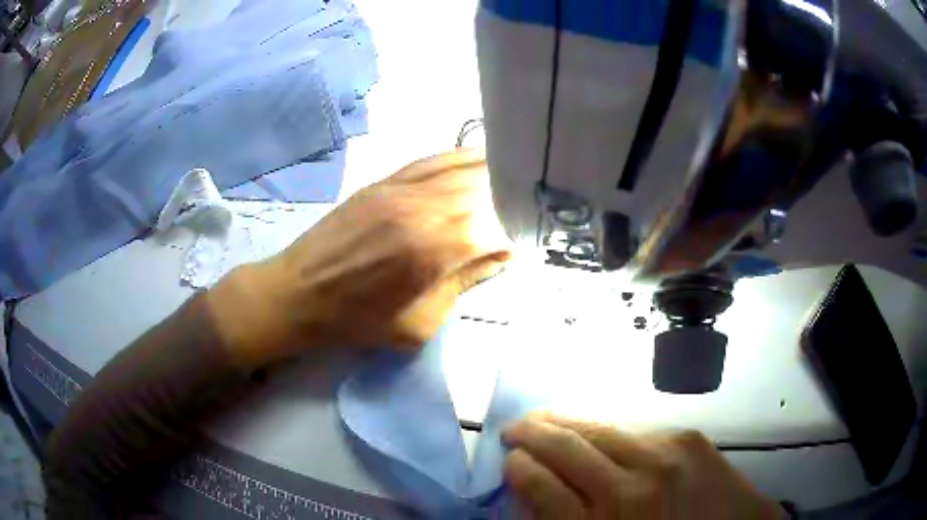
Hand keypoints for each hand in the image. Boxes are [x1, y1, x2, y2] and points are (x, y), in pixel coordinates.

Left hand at [208, 149, 512, 368]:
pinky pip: (432, 159)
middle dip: (513, 198)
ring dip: (494, 172)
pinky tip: (478, 158)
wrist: (298, 293)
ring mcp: (403, 187)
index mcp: (437, 248)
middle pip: (487, 188)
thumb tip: (497, 256)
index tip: (523, 245)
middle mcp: (426, 206)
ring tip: (515, 179)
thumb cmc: (357, 320)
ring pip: (463, 166)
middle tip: (528, 208)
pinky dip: (461, 157)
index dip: (517, 235)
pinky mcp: (385, 181)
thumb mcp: (418, 324)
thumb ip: (462, 285)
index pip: (498, 227)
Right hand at [502, 414, 783, 518]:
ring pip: (599, 427)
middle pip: (566, 448)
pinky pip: (635, 427)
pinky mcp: (688, 439)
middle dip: (532, 432)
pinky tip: (598, 429)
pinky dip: (607, 427)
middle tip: (516, 428)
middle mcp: (629, 490)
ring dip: (566, 421)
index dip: (518, 468)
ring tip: (547, 418)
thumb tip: (534, 491)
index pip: (539, 485)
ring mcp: (663, 458)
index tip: (510, 461)